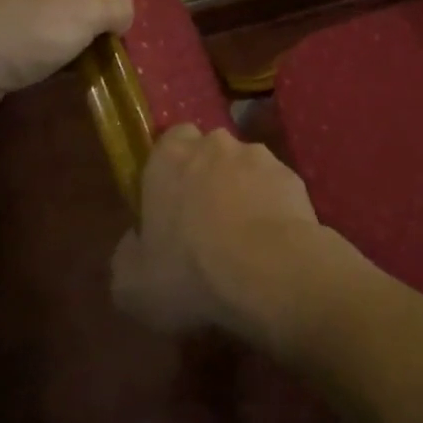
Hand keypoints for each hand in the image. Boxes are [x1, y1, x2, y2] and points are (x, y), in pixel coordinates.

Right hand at [111, 126, 333, 349]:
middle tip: (205, 221)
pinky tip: (270, 244)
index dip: (171, 167)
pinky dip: (272, 208)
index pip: (170, 139)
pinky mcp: (293, 177)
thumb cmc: (189, 271)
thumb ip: (128, 253)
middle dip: (208, 177)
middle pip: (209, 152)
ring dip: (243, 192)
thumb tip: (137, 242)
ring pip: (246, 168)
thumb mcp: (132, 283)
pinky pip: (276, 189)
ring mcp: (260, 157)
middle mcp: (216, 145)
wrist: (269, 270)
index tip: (170, 200)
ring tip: (243, 238)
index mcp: (170, 157)